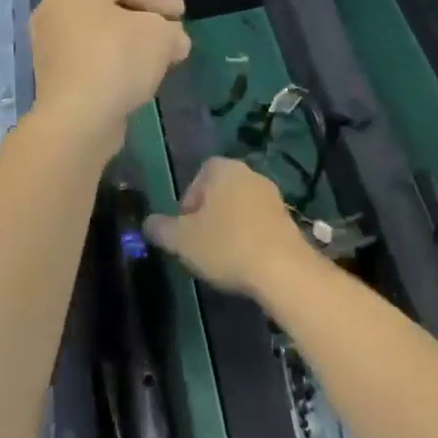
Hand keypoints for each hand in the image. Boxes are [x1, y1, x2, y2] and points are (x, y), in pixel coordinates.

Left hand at [29, 0, 189, 153]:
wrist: (77, 118)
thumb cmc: (117, 60)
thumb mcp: (160, 35)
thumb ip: (172, 31)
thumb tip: (175, 41)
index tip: (182, 14)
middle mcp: (53, 8)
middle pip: (110, 7)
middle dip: (145, 21)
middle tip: (172, 33)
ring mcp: (48, 43)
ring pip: (99, 35)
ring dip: (130, 44)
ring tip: (159, 57)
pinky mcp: (52, 75)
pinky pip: (91, 58)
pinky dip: (114, 62)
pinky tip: (137, 76)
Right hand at [145, 157, 309, 299]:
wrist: (283, 269)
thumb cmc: (226, 245)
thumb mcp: (181, 241)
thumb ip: (161, 229)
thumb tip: (148, 223)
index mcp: (224, 169)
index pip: (199, 174)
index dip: (188, 200)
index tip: (185, 227)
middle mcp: (250, 174)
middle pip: (220, 191)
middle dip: (208, 214)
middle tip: (199, 243)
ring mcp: (273, 196)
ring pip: (240, 207)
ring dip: (229, 226)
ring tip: (221, 256)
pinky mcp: (288, 219)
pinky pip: (259, 222)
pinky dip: (248, 236)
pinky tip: (244, 261)